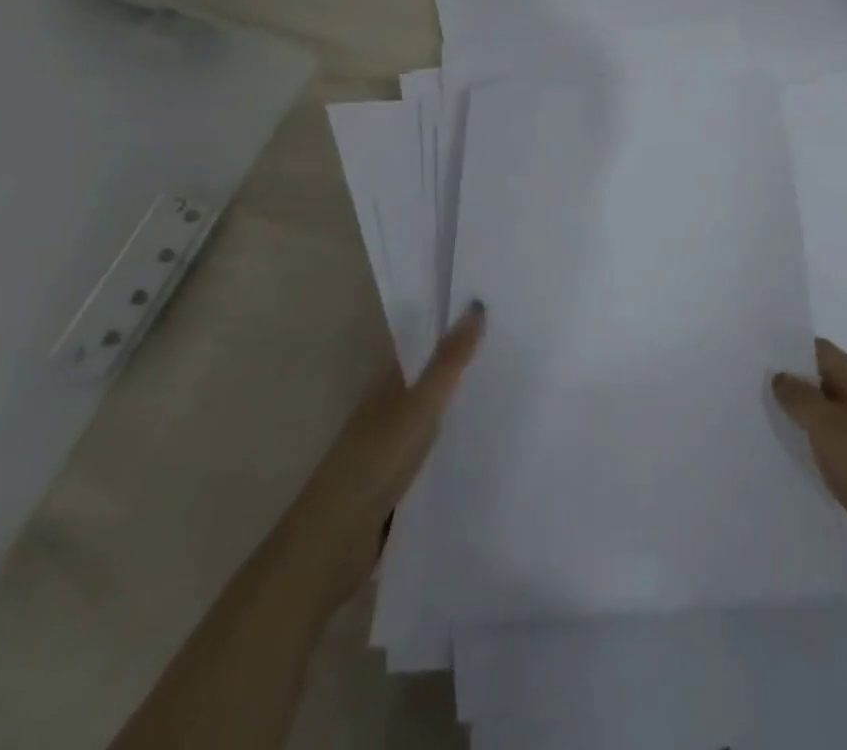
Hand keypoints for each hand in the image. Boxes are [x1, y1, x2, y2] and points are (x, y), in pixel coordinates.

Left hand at [318, 300, 485, 541]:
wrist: (332, 543)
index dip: (454, 330)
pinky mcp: (395, 484)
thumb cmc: (375, 461)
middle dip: (463, 368)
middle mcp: (386, 409)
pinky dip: (453, 445)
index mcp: (387, 384)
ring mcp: (389, 448)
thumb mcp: (419, 406)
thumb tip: (476, 304)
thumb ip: (448, 361)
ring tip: (509, 396)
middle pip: (429, 380)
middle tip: (514, 353)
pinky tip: (480, 449)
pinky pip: (432, 452)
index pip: (424, 347)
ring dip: (460, 408)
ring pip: (431, 417)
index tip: (496, 315)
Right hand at [772, 338, 846, 580]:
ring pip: (835, 417)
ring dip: (808, 420)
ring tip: (772, 428)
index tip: (760, 360)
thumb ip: (800, 398)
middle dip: (796, 386)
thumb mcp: (828, 427)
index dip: (793, 350)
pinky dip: (822, 449)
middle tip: (757, 395)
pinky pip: (843, 448)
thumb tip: (782, 376)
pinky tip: (804, 464)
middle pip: (829, 383)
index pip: (824, 352)